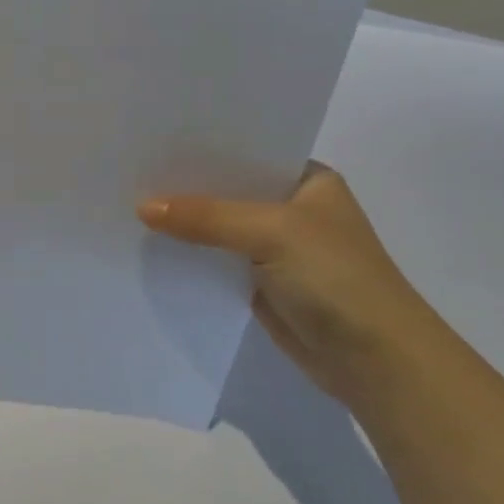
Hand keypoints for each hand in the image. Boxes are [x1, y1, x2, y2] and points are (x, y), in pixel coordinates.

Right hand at [139, 163, 453, 406]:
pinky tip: (151, 247)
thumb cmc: (336, 278)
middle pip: (228, 191)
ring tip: (128, 204)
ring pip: (219, 228)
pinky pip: (216, 262)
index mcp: (308, 180)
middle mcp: (291, 208)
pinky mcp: (261, 284)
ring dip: (185, 224)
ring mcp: (276, 248)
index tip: (154, 141)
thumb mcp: (272, 233)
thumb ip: (207, 217)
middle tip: (131, 172)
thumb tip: (143, 207)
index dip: (203, 149)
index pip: (246, 152)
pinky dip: (190, 257)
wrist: (375, 361)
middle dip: (186, 187)